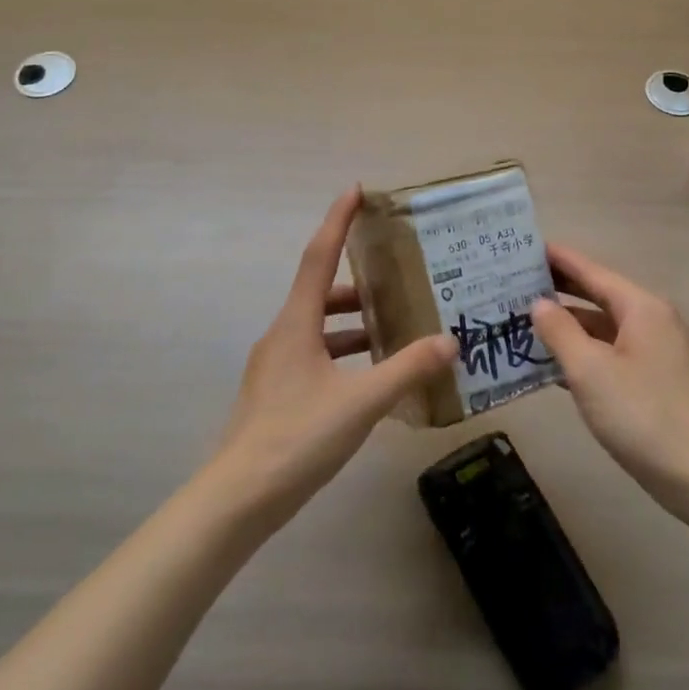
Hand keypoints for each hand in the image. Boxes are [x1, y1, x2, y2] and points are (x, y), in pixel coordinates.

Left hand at [210, 188, 456, 527]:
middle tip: (398, 274)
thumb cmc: (297, 438)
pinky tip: (372, 375)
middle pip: (320, 293)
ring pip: (319, 328)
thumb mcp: (361, 403)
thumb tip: (449, 341)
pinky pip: (316, 356)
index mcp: (296, 324)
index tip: (355, 190)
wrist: (239, 499)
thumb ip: (406, 369)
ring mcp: (276, 367)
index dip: (337, 221)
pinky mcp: (278, 394)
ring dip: (353, 322)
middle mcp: (282, 336)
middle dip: (358, 280)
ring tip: (396, 325)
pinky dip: (344, 353)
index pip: (318, 257)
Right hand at [531, 244, 688, 522]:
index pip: (591, 271)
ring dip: (566, 325)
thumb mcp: (590, 371)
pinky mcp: (655, 381)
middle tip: (514, 282)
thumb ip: (560, 331)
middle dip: (558, 290)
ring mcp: (656, 353)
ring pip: (602, 328)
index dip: (557, 259)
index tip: (524, 246)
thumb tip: (539, 303)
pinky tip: (551, 363)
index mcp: (641, 308)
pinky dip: (582, 353)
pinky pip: (610, 354)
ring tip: (522, 320)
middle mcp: (652, 321)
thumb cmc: (643, 415)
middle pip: (597, 296)